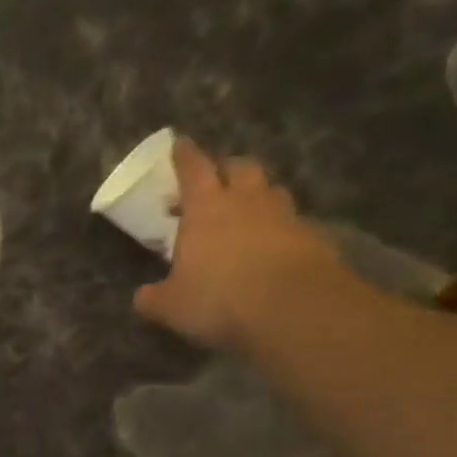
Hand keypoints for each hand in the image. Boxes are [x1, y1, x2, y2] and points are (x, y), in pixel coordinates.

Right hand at [134, 137, 350, 348]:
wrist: (295, 311)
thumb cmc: (220, 300)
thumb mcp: (172, 307)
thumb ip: (153, 298)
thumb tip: (142, 298)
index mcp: (205, 207)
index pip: (193, 167)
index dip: (184, 155)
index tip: (179, 145)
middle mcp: (246, 201)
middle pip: (239, 166)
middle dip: (226, 169)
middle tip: (216, 182)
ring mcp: (284, 216)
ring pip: (271, 190)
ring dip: (258, 196)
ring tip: (247, 214)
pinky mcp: (314, 237)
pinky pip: (294, 223)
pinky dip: (282, 229)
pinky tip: (274, 249)